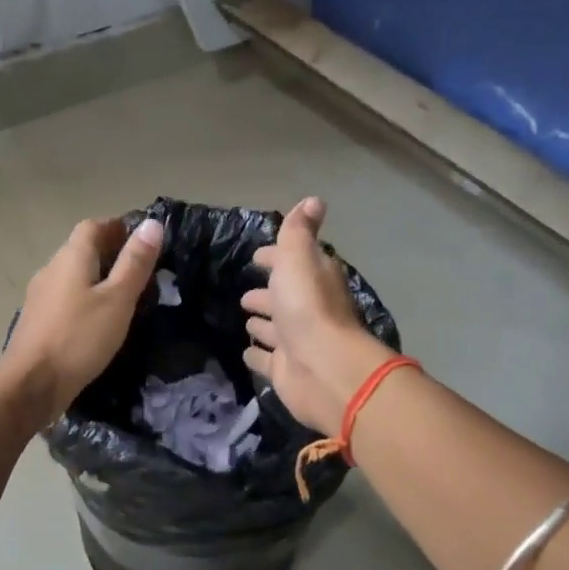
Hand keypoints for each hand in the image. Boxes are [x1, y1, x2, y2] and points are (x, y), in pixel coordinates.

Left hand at [6, 215, 163, 425]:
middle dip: (111, 253)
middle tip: (142, 272)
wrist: (32, 384)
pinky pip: (66, 298)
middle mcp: (51, 269)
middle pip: (82, 249)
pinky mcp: (38, 321)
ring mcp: (40, 295)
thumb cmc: (80, 337)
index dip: (118, 227)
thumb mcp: (118, 299)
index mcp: (71, 257)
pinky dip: (85, 300)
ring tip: (125, 298)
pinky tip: (99, 321)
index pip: (93, 226)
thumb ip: (135, 262)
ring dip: (97, 279)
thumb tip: (152, 223)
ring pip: (73, 275)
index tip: (144, 242)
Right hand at [240, 197, 390, 433]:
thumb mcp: (299, 257)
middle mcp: (307, 310)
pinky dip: (258, 355)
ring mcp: (296, 342)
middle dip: (267, 294)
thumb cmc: (308, 307)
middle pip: (284, 298)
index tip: (258, 257)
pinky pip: (267, 360)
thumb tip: (314, 200)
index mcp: (313, 280)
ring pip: (276, 329)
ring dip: (263, 324)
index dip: (276, 258)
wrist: (323, 368)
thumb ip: (299, 231)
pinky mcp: (286, 370)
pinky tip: (246, 352)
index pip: (294, 263)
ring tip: (246, 320)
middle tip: (245, 295)